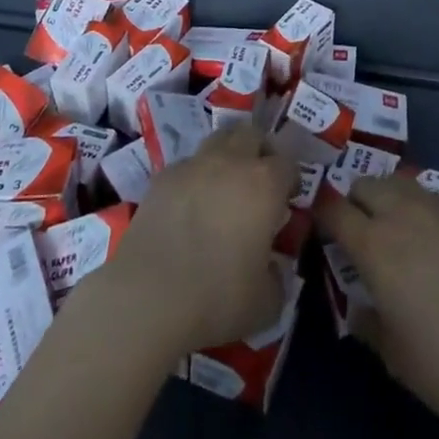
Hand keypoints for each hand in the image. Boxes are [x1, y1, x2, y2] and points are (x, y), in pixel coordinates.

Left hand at [97, 123, 295, 358]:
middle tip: (259, 182)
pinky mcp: (162, 177)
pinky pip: (187, 165)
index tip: (287, 202)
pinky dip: (195, 176)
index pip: (288, 164)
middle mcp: (231, 162)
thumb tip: (273, 267)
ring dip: (227, 155)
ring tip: (224, 188)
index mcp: (264, 185)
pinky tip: (189, 206)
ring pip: (218, 140)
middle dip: (260, 152)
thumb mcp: (265, 304)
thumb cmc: (217, 298)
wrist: (147, 296)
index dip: (290, 180)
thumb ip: (277, 278)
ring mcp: (193, 165)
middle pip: (251, 135)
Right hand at [317, 173, 438, 438]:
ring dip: (387, 199)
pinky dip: (419, 207)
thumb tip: (359, 301)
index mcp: (374, 245)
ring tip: (395, 230)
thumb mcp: (390, 351)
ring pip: (398, 183)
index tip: (321, 229)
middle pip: (364, 184)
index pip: (333, 210)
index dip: (322, 215)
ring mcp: (438, 209)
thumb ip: (365, 316)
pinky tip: (431, 239)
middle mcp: (402, 214)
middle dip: (354, 202)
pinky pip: (430, 196)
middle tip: (359, 233)